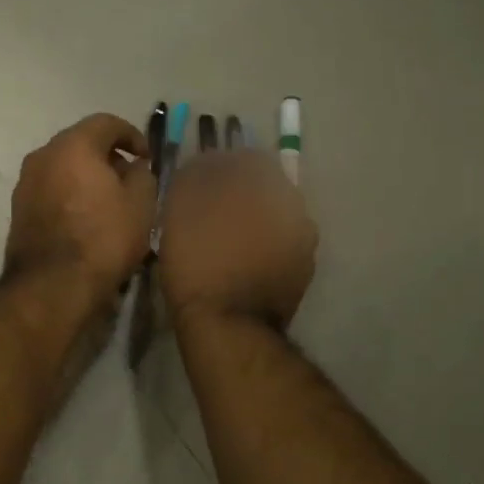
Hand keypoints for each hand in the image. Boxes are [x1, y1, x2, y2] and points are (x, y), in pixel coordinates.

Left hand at [4, 114, 157, 306]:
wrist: (52, 286)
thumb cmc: (103, 238)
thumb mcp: (141, 205)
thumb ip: (142, 175)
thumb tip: (134, 167)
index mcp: (73, 145)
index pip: (106, 123)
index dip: (132, 135)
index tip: (146, 158)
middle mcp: (43, 155)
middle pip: (81, 144)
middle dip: (107, 157)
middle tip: (129, 180)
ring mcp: (25, 183)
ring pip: (63, 168)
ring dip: (86, 177)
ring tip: (108, 203)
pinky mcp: (18, 210)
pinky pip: (51, 191)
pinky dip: (70, 195)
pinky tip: (86, 220)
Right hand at [158, 150, 315, 329]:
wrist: (230, 325)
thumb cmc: (198, 263)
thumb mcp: (179, 211)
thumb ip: (193, 176)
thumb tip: (204, 163)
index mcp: (265, 184)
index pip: (247, 158)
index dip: (221, 165)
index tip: (201, 180)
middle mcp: (294, 204)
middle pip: (266, 186)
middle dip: (242, 192)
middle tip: (213, 210)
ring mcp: (305, 238)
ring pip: (276, 214)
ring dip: (256, 218)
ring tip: (228, 238)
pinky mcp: (305, 268)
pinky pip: (283, 243)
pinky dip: (266, 244)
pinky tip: (244, 260)